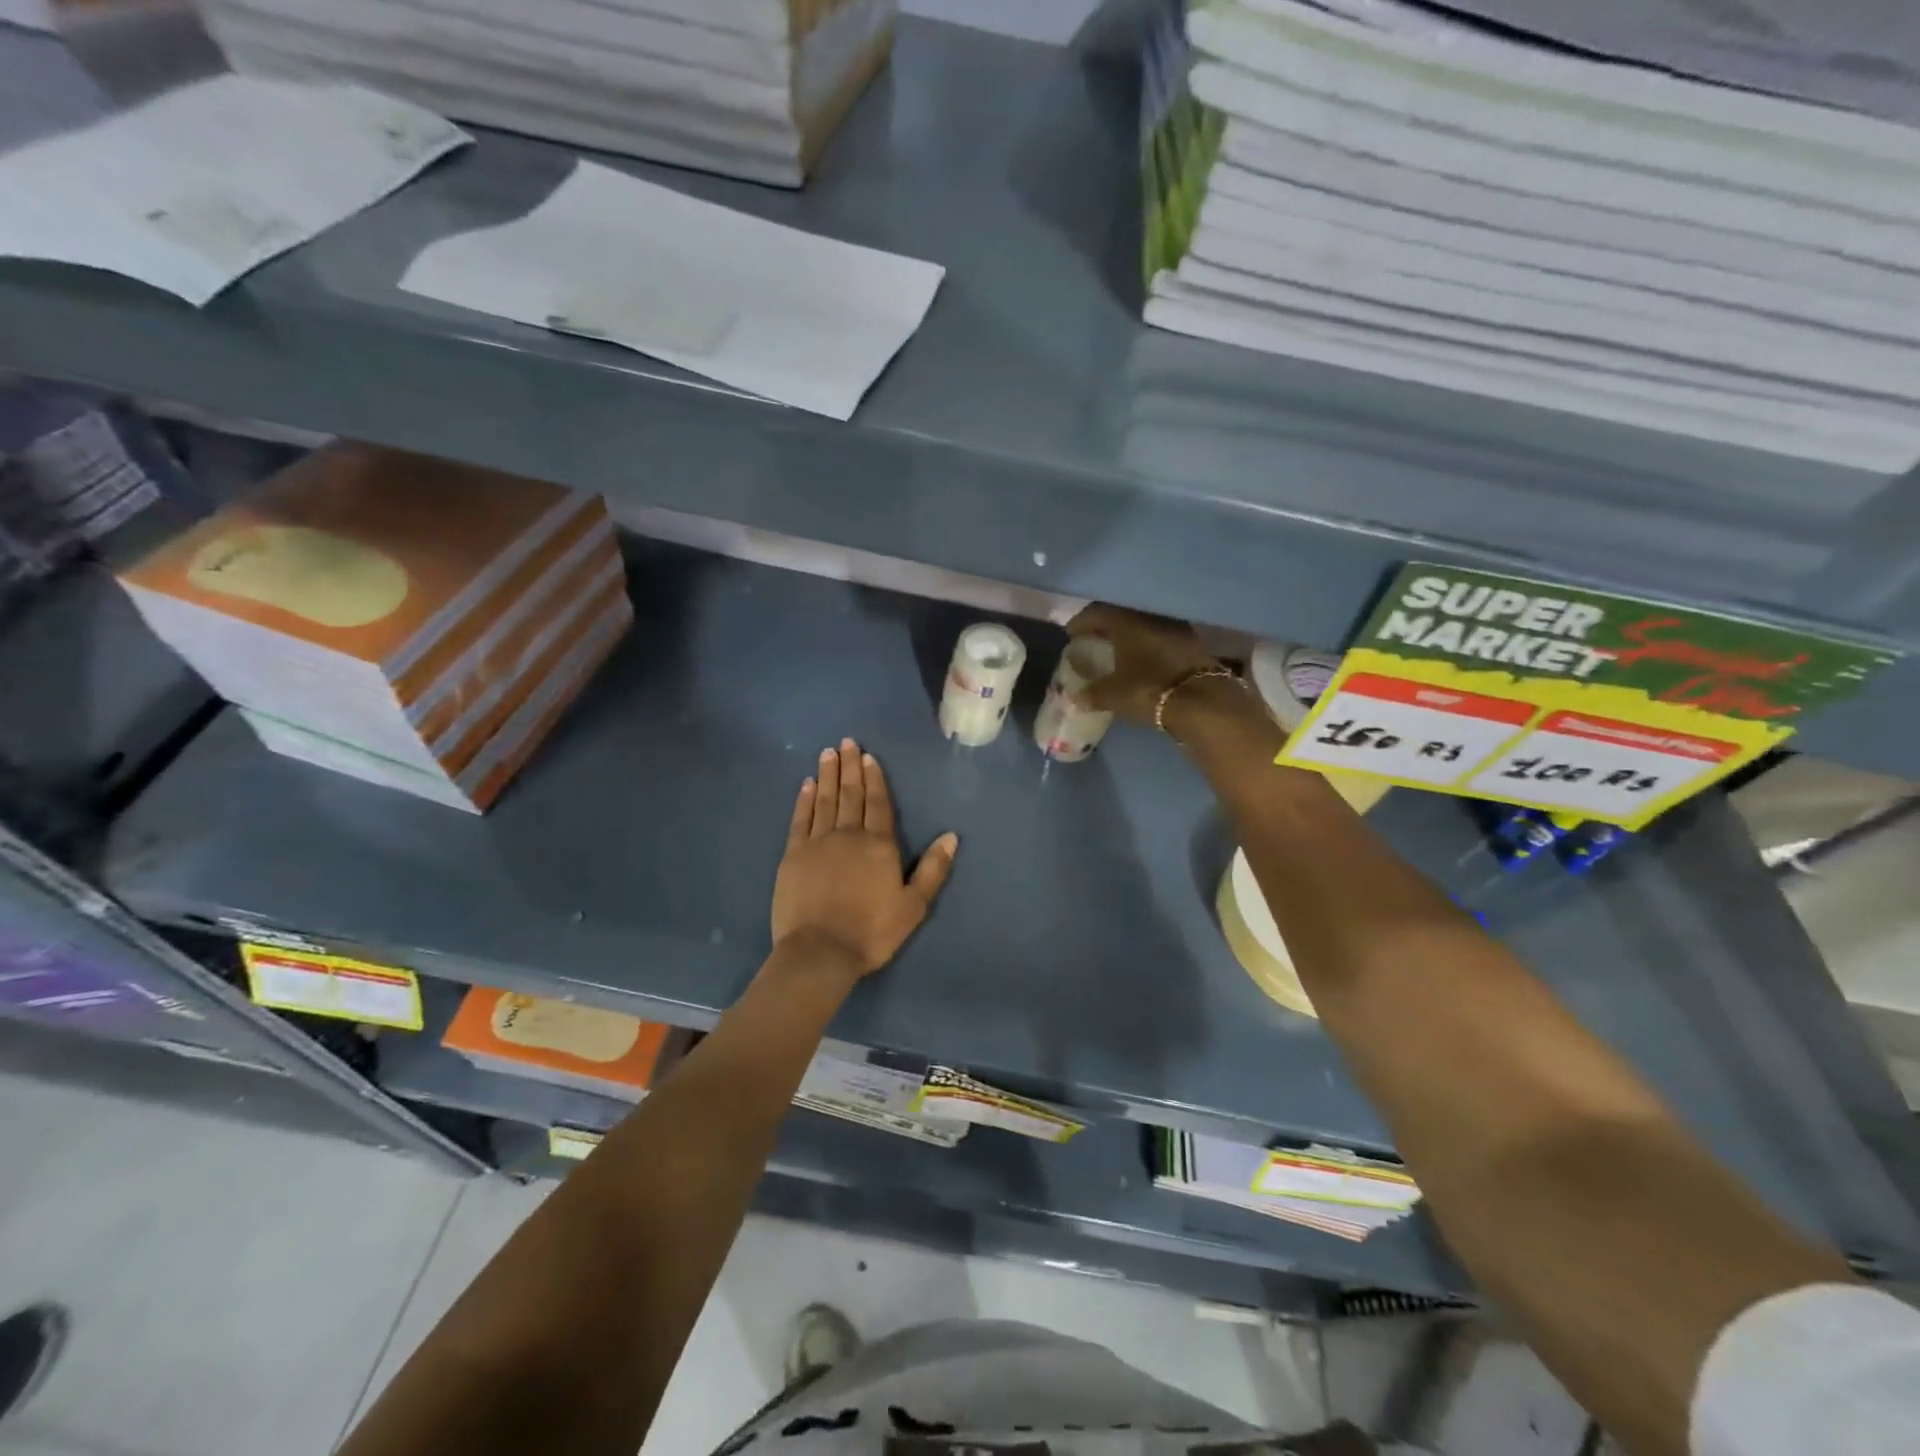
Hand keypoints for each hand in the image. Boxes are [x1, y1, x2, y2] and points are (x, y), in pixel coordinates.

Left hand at [771, 739, 958, 980]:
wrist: (820, 952)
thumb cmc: (871, 932)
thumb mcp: (914, 906)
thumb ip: (933, 870)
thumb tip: (951, 836)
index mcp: (879, 845)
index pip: (878, 803)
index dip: (874, 778)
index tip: (868, 756)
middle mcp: (849, 835)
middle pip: (850, 794)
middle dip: (849, 767)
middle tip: (846, 742)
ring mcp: (817, 843)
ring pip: (824, 800)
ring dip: (827, 775)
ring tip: (828, 753)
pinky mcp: (793, 856)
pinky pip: (800, 820)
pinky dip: (803, 800)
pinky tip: (806, 785)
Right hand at [1065, 603, 1225, 722]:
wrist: (1203, 701)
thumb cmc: (1149, 690)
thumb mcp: (1113, 695)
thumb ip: (1092, 694)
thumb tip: (1075, 698)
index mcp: (1126, 622)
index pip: (1097, 612)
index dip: (1081, 622)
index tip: (1070, 634)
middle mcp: (1150, 617)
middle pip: (1121, 615)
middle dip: (1104, 627)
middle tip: (1092, 640)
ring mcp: (1174, 627)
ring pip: (1143, 625)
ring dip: (1128, 635)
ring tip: (1116, 650)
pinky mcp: (1192, 643)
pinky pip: (1160, 637)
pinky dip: (1147, 644)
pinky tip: (1142, 659)